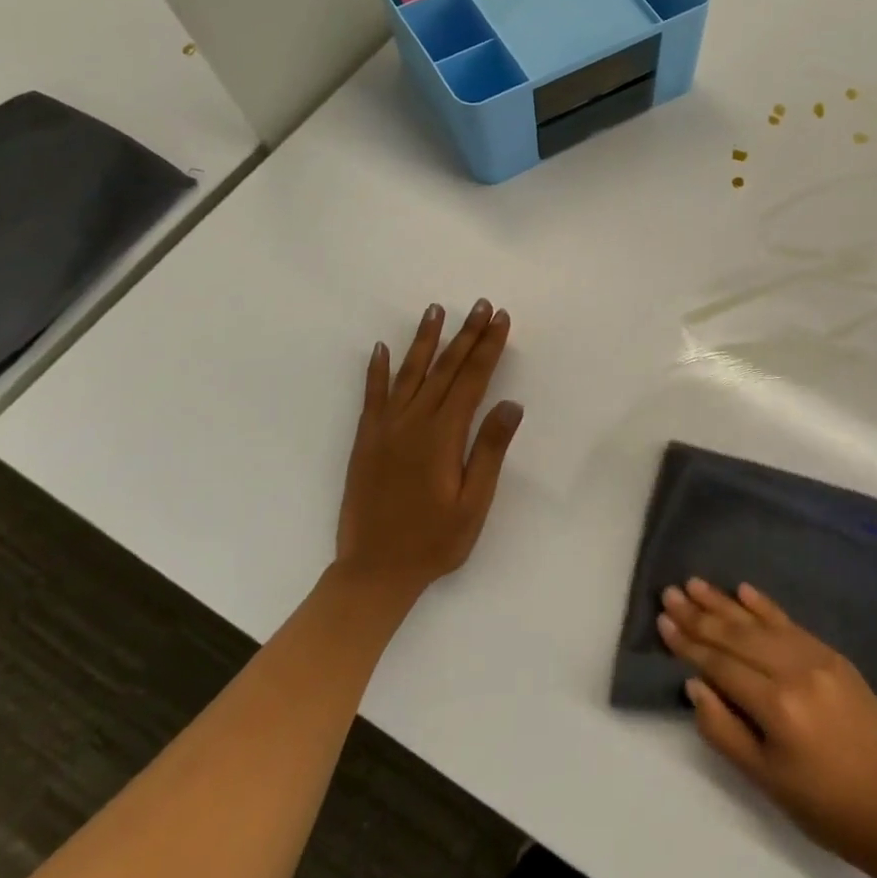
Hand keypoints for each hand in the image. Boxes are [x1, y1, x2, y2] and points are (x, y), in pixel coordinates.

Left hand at [336, 300, 522, 607]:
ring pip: (409, 373)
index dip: (488, 347)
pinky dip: (376, 370)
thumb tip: (510, 404)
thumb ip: (490, 451)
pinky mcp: (366, 440)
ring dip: (425, 340)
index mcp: (443, 436)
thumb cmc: (433, 541)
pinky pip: (372, 396)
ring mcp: (385, 429)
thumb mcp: (473, 503)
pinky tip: (381, 348)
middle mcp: (413, 422)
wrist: (373, 573)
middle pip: (445, 368)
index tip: (500, 318)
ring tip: (435, 311)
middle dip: (466, 334)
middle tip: (479, 304)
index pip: (472, 379)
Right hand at [658, 579, 876, 869]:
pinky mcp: (833, 654)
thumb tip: (694, 684)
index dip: (689, 644)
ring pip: (761, 623)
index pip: (721, 664)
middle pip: (737, 636)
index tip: (663, 621)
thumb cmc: (823, 805)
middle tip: (671, 592)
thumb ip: (724, 729)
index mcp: (776, 704)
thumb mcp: (765, 780)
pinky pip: (791, 623)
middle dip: (700, 614)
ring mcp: (817, 656)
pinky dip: (765, 606)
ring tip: (696, 584)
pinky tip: (744, 590)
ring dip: (725, 603)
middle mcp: (794, 669)